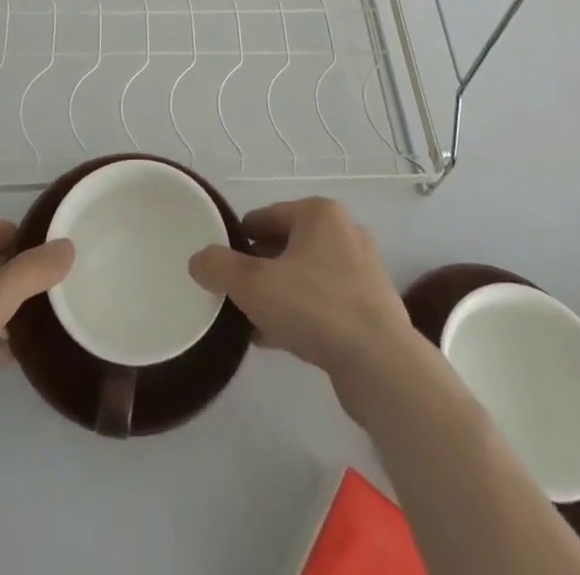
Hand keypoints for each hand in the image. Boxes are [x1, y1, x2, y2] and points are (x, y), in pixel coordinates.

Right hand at [188, 199, 418, 392]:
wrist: (381, 366)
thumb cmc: (315, 308)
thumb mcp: (253, 284)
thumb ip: (219, 267)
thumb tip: (198, 259)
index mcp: (319, 213)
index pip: (265, 217)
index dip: (238, 240)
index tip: (221, 265)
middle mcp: (344, 233)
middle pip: (285, 245)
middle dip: (259, 269)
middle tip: (235, 294)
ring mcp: (362, 271)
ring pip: (305, 276)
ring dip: (279, 294)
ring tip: (251, 321)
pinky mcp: (371, 308)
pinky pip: (323, 302)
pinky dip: (300, 314)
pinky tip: (278, 340)